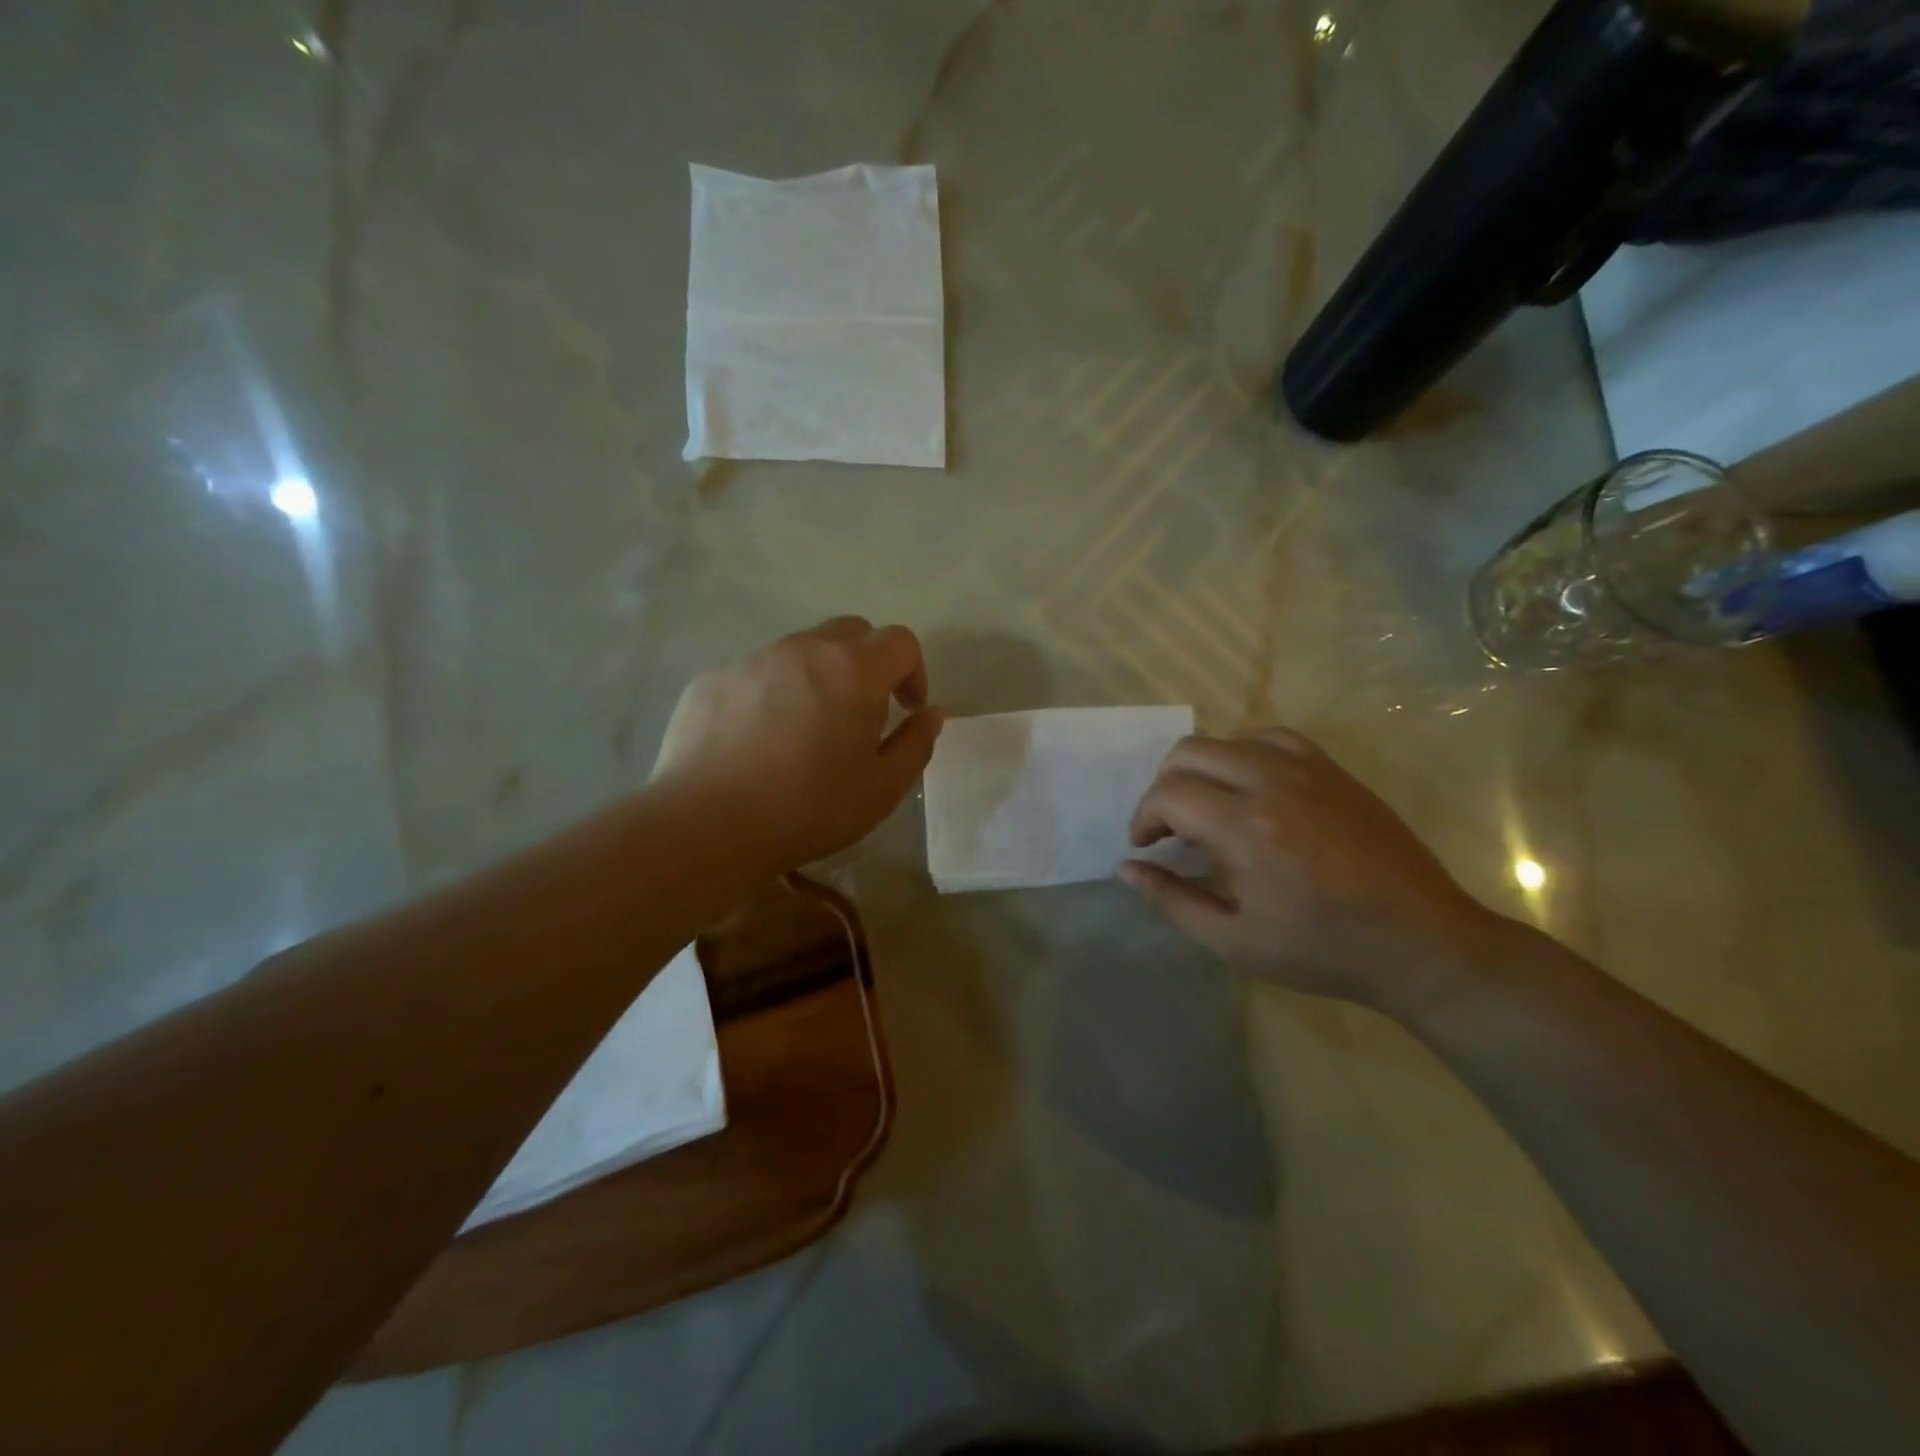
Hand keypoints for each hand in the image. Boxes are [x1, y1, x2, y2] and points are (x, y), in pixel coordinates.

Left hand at [652, 617, 942, 871]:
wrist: (707, 824)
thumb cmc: (809, 808)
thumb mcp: (883, 788)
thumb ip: (916, 744)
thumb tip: (930, 714)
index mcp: (853, 670)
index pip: (900, 641)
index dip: (913, 671)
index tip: (907, 708)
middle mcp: (803, 650)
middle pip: (850, 632)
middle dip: (867, 663)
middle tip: (862, 712)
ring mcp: (752, 660)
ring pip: (799, 652)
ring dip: (816, 677)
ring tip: (805, 730)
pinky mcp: (711, 679)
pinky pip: (755, 674)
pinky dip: (770, 694)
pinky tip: (757, 742)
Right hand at [1119, 729, 1500, 1016]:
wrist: (1421, 943)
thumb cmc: (1323, 950)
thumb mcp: (1234, 941)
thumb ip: (1172, 899)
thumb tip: (1126, 868)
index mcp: (1244, 827)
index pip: (1168, 793)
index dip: (1144, 817)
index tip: (1147, 846)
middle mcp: (1271, 783)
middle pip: (1190, 752)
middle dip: (1165, 786)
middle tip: (1170, 828)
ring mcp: (1308, 770)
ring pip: (1229, 739)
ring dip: (1203, 768)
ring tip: (1209, 807)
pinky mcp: (1335, 770)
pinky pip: (1273, 739)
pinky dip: (1246, 754)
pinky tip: (1253, 788)